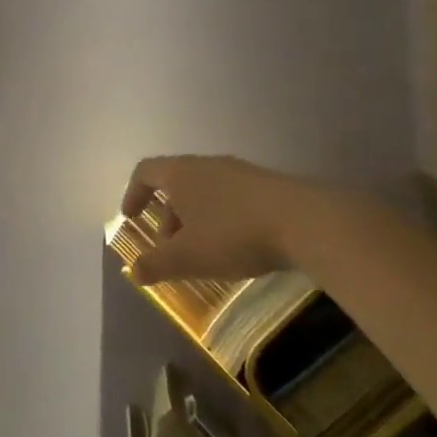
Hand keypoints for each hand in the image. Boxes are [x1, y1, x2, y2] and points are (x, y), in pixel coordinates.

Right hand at [119, 155, 306, 284]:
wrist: (306, 222)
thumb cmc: (233, 235)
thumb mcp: (188, 257)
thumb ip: (156, 264)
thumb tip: (134, 271)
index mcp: (182, 173)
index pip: (146, 171)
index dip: (133, 193)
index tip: (131, 218)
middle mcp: (208, 165)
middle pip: (176, 183)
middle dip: (167, 216)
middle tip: (170, 248)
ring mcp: (241, 172)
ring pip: (205, 192)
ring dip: (195, 219)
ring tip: (204, 253)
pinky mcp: (268, 186)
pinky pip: (231, 198)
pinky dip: (221, 219)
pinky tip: (237, 247)